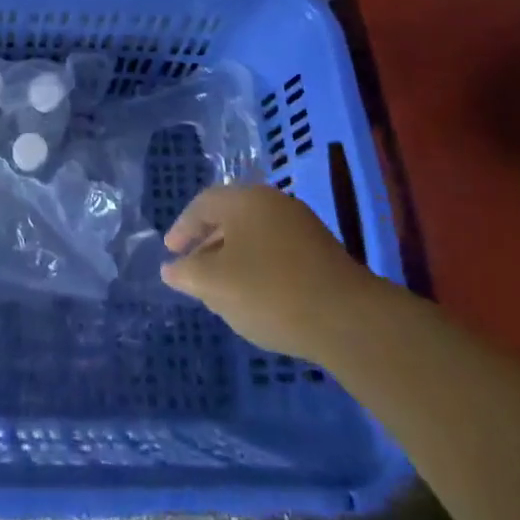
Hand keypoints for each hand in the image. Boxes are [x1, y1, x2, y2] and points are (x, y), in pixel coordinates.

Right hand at [160, 185, 374, 356]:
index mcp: (245, 200)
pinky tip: (256, 294)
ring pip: (254, 235)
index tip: (171, 251)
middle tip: (192, 268)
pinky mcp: (321, 252)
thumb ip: (187, 273)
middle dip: (207, 243)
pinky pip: (276, 250)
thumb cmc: (270, 292)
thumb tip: (171, 268)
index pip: (203, 204)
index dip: (182, 228)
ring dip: (233, 256)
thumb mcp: (216, 284)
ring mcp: (301, 226)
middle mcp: (273, 202)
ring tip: (222, 287)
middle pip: (230, 217)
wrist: (348, 319)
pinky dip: (257, 266)